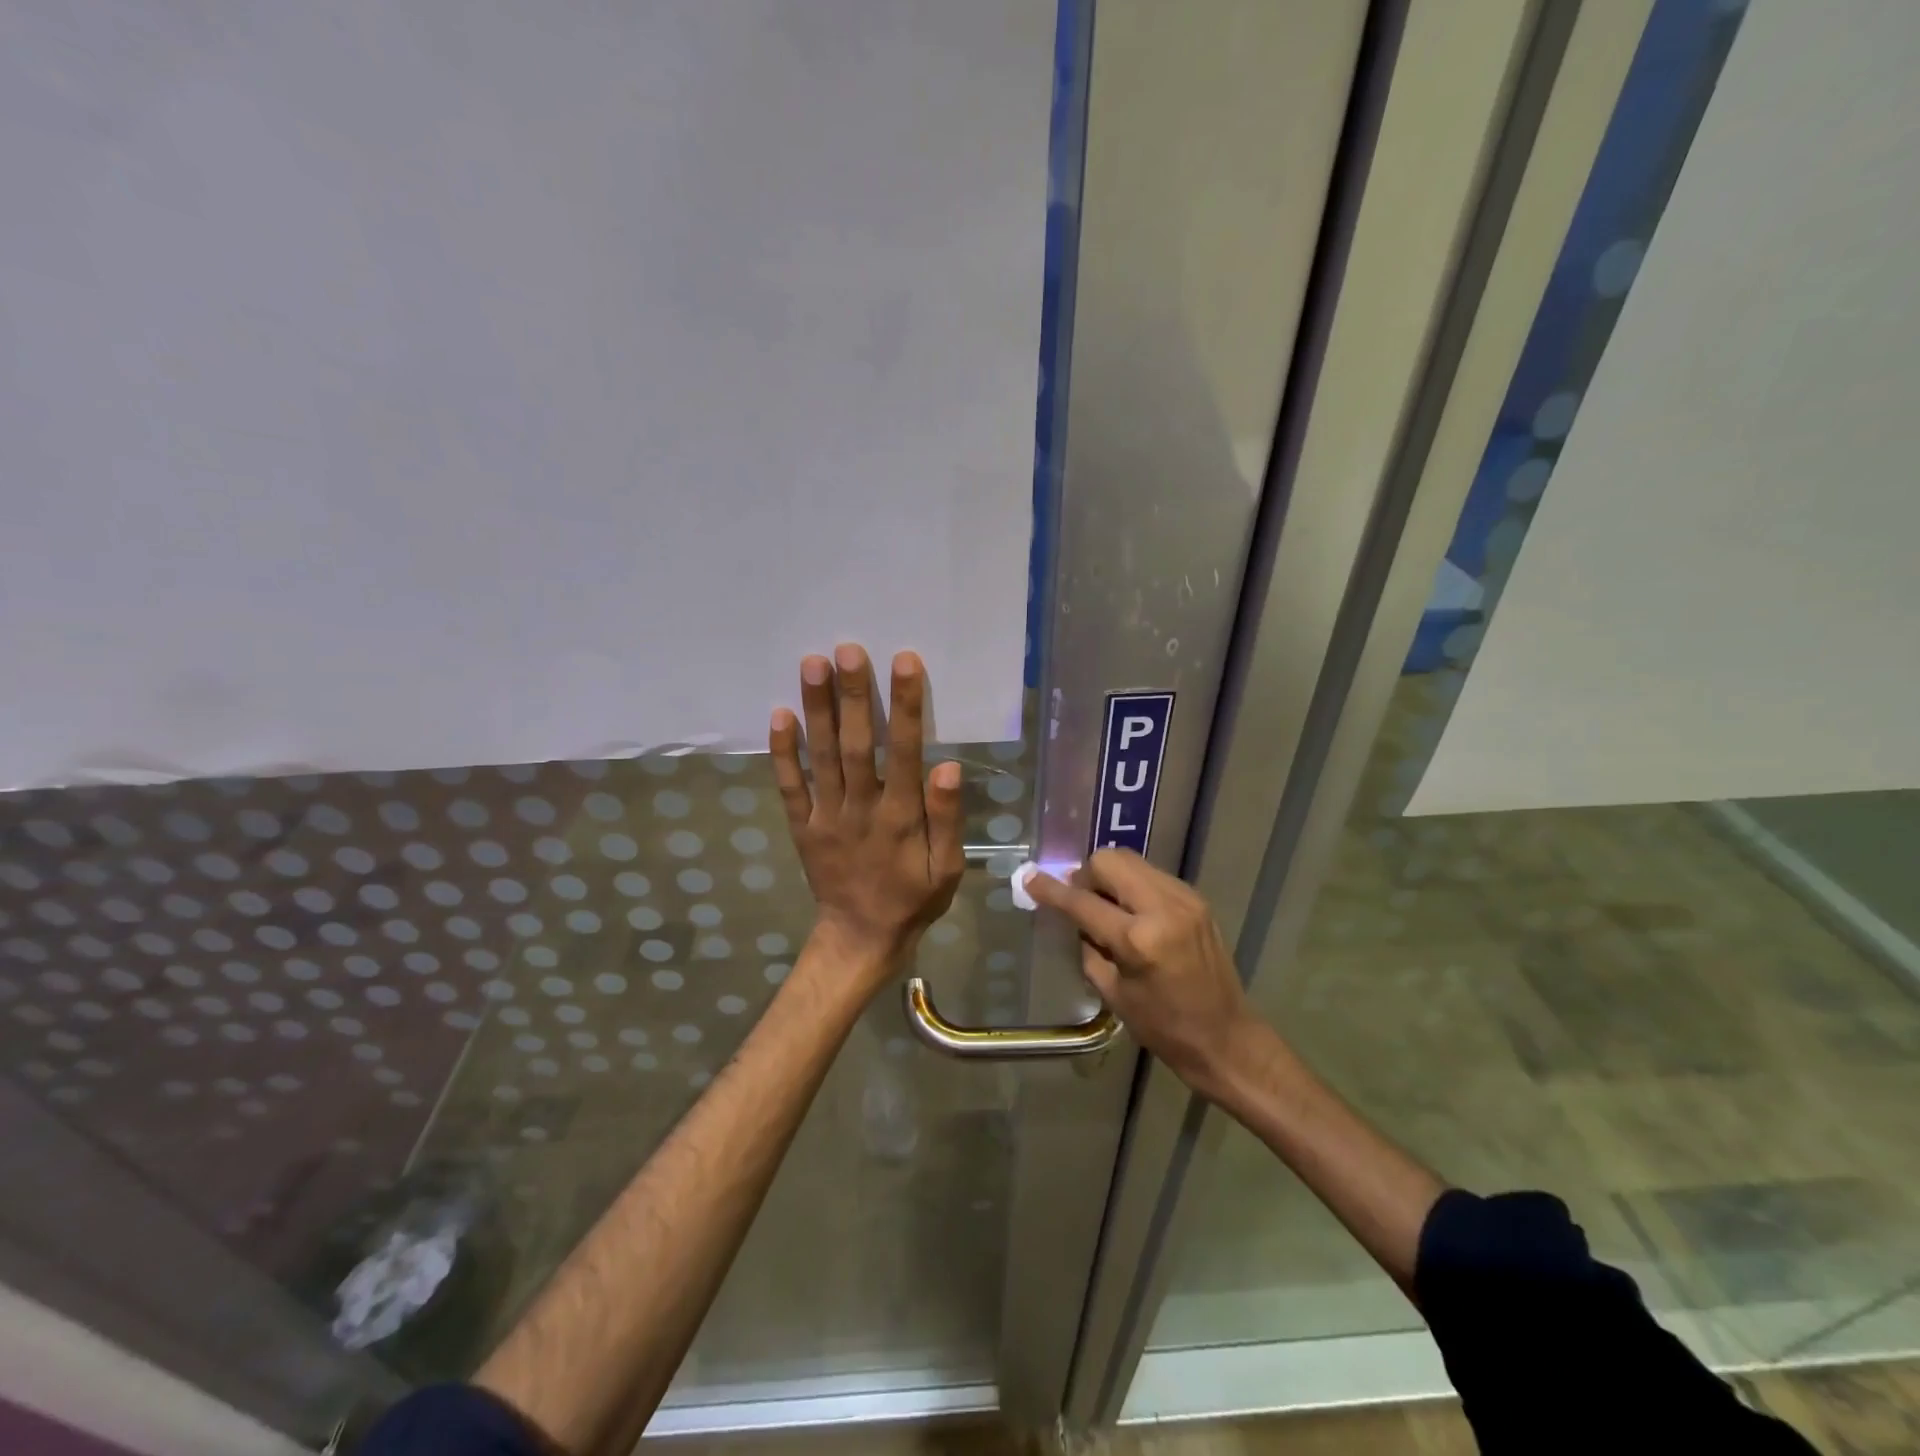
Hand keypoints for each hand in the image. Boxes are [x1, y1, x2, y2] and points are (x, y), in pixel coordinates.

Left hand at [770, 645, 964, 983]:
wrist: (861, 938)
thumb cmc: (913, 898)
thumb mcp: (948, 868)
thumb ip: (947, 818)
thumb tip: (947, 766)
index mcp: (900, 817)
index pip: (903, 751)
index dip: (904, 706)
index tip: (904, 662)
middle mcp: (860, 809)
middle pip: (855, 745)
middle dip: (852, 695)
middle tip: (847, 649)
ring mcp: (826, 816)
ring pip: (821, 757)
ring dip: (816, 710)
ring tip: (812, 664)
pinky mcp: (802, 826)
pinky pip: (790, 786)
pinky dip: (783, 752)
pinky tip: (779, 715)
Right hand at [1027, 850, 1254, 1091]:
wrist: (1226, 1038)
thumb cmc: (1163, 1027)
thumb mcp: (1113, 993)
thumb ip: (1089, 946)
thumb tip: (1075, 916)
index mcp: (1139, 940)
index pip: (1083, 902)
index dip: (1052, 889)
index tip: (1031, 878)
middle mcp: (1164, 907)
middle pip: (1110, 860)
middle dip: (1087, 875)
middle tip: (1082, 901)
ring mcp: (1184, 898)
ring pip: (1132, 861)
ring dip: (1111, 877)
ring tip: (1108, 908)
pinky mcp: (1196, 899)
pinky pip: (1151, 875)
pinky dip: (1133, 886)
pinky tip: (1133, 913)